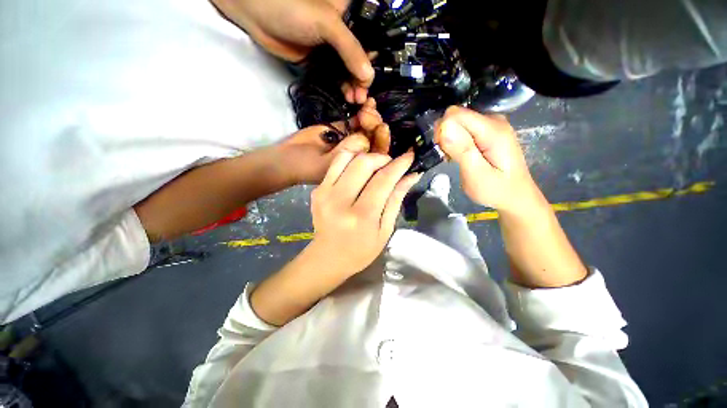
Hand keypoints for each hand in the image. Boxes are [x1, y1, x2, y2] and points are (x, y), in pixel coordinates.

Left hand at [212, 0, 372, 102]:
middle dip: (362, 80)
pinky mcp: (320, 61)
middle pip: (360, 60)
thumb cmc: (293, 6)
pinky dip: (342, 88)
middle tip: (362, 97)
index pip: (371, 42)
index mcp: (351, 16)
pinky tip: (346, 97)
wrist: (256, 12)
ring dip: (353, 87)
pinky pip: (336, 77)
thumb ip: (350, 49)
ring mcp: (332, 49)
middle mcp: (345, 33)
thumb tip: (368, 77)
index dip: (374, 63)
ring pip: (349, 71)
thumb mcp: (327, 24)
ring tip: (355, 100)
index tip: (371, 82)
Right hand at [276, 98, 390, 183]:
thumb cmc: (305, 166)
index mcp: (359, 170)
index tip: (381, 127)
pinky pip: (358, 121)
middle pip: (376, 141)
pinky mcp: (343, 129)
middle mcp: (359, 155)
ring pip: (369, 129)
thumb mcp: (325, 164)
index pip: (378, 157)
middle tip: (368, 114)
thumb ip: (345, 152)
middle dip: (376, 126)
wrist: (287, 156)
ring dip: (372, 116)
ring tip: (367, 106)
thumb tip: (365, 138)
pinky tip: (368, 102)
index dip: (382, 142)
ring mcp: (352, 141)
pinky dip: (364, 111)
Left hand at [308, 150, 420, 275]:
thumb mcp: (385, 230)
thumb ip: (396, 199)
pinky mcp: (317, 190)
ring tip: (375, 166)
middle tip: (390, 165)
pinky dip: (351, 161)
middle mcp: (340, 201)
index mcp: (361, 216)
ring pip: (347, 157)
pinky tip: (358, 172)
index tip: (409, 155)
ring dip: (365, 156)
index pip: (383, 180)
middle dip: (381, 158)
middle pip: (363, 163)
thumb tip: (411, 175)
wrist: (327, 257)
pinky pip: (335, 164)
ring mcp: (324, 193)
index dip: (399, 165)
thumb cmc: (361, 250)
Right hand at [435, 107, 544, 212]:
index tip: (444, 151)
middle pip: (456, 116)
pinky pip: (463, 128)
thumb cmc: (496, 190)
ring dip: (450, 140)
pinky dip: (456, 141)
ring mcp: (492, 124)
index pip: (455, 114)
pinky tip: (461, 155)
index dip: (443, 131)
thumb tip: (444, 126)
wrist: (515, 195)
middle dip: (446, 136)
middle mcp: (493, 120)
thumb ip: (461, 150)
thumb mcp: (476, 175)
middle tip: (450, 158)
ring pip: (458, 122)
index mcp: (492, 130)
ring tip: (455, 159)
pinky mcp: (488, 130)